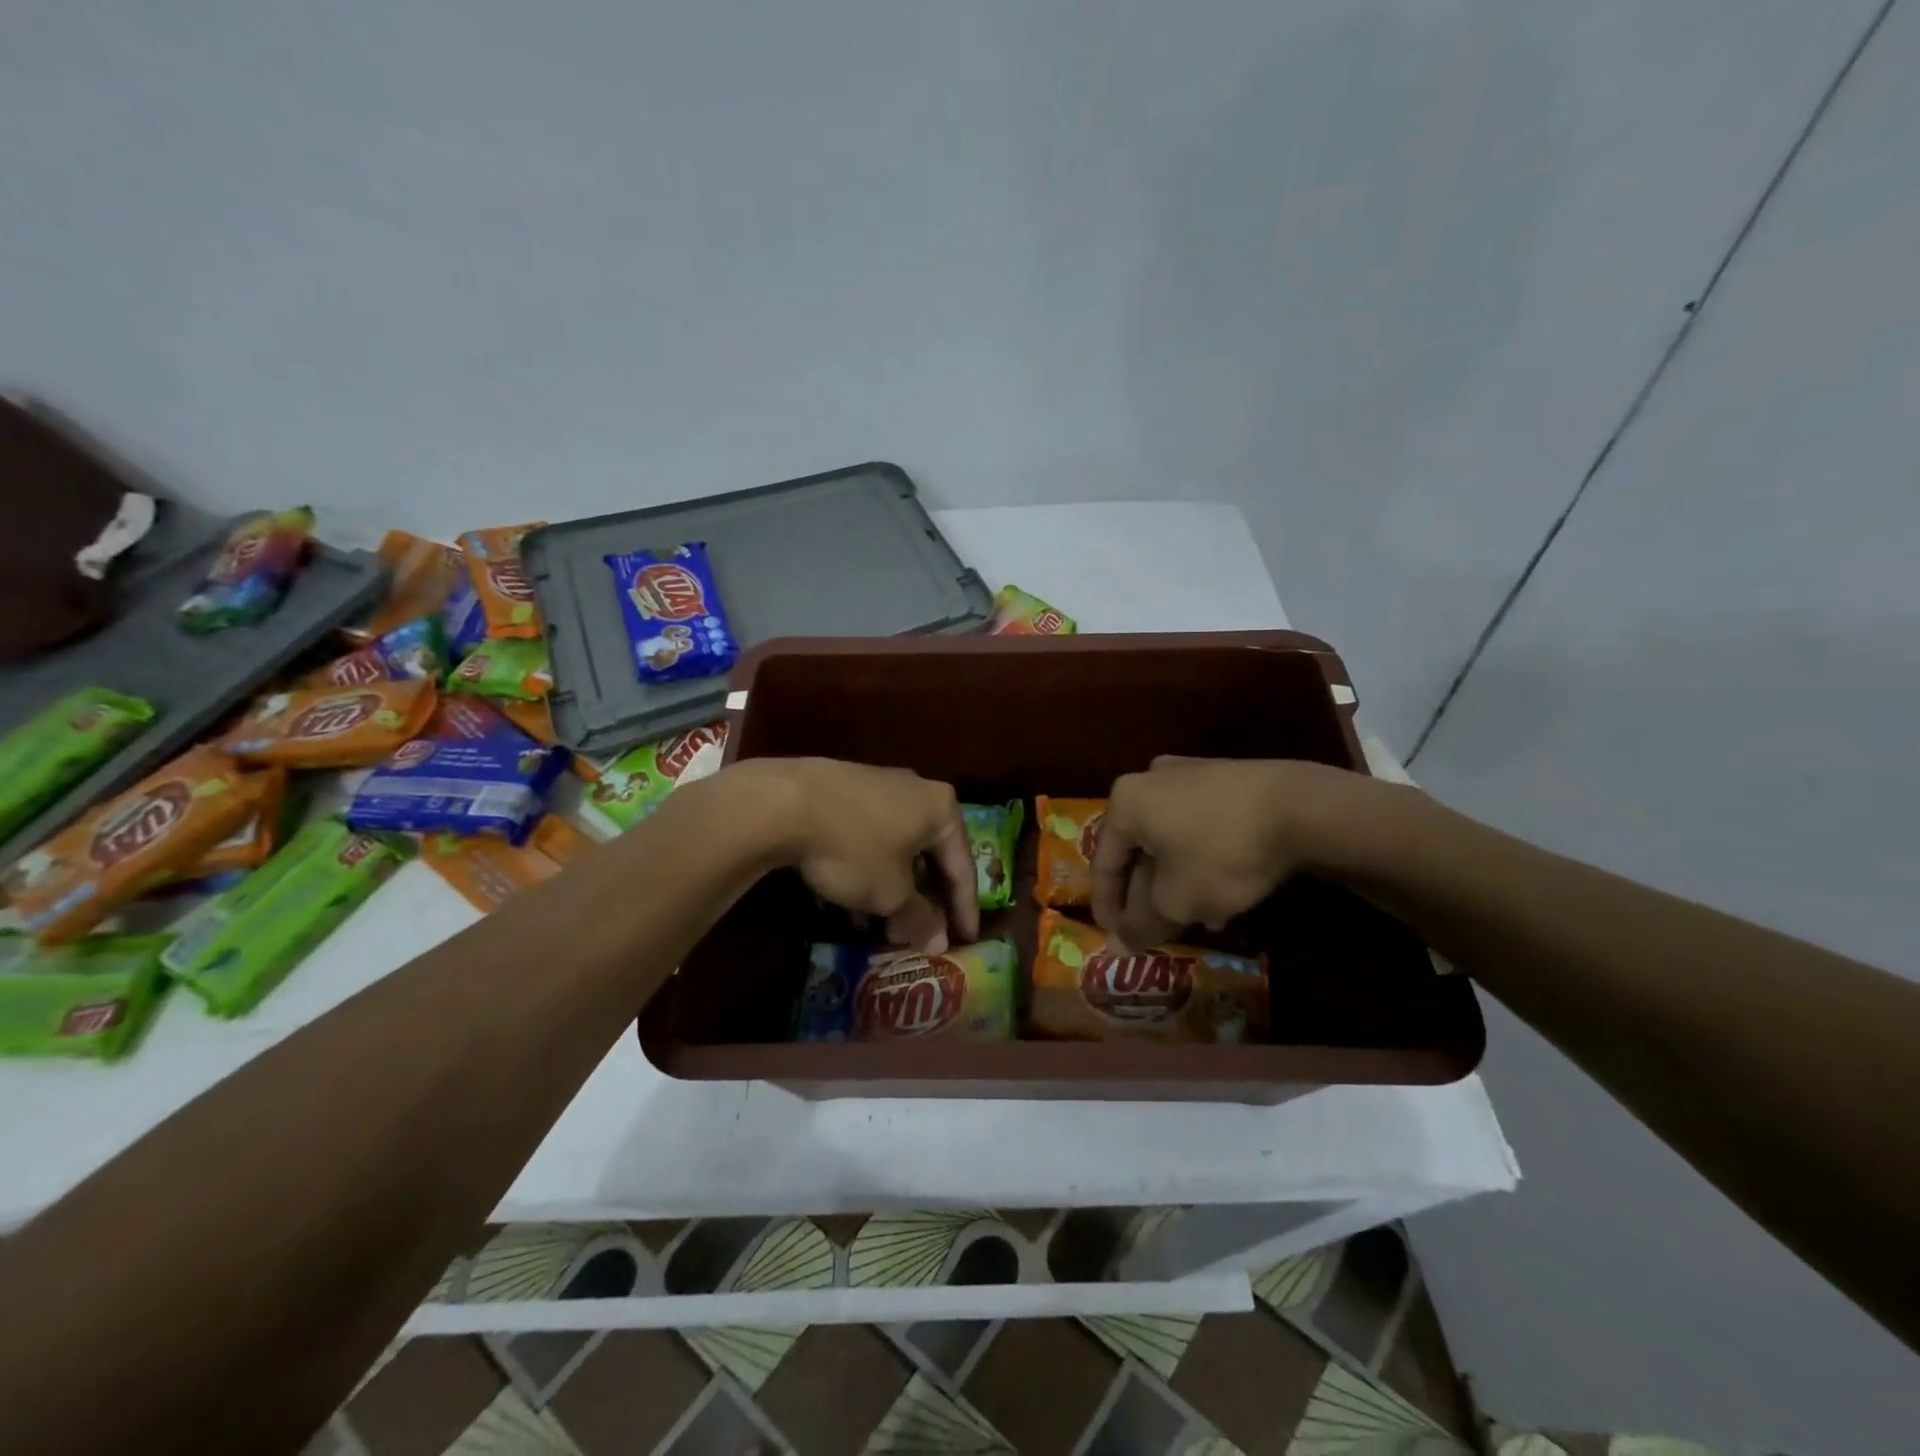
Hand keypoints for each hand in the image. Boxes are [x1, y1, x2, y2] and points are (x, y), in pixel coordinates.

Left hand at [732, 758, 978, 952]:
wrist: (782, 803)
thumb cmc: (854, 848)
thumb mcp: (890, 893)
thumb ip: (920, 918)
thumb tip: (939, 943)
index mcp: (941, 808)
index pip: (962, 866)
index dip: (964, 909)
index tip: (966, 940)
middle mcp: (916, 789)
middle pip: (929, 855)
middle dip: (924, 900)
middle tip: (920, 935)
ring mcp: (878, 785)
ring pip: (897, 847)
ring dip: (894, 890)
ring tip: (883, 927)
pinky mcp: (844, 790)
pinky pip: (869, 838)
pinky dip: (869, 871)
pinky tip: (852, 903)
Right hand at [1090, 757, 1393, 948]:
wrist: (1301, 808)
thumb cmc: (1221, 853)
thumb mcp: (1176, 900)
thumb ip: (1141, 924)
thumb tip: (1118, 947)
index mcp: (1125, 802)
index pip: (1103, 862)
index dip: (1107, 907)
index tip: (1115, 939)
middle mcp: (1149, 780)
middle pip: (1139, 850)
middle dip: (1148, 896)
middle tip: (1159, 930)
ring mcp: (1190, 774)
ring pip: (1172, 840)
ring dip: (1179, 882)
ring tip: (1201, 918)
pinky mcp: (1227, 779)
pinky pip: (1200, 826)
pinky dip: (1203, 860)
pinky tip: (1226, 890)